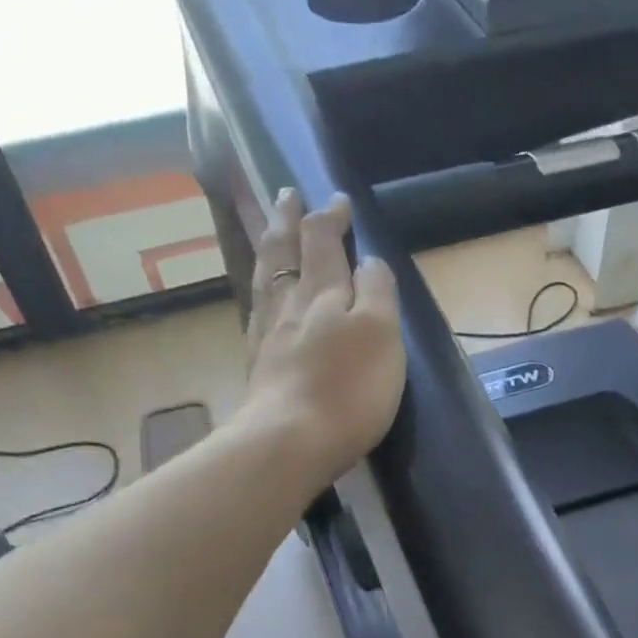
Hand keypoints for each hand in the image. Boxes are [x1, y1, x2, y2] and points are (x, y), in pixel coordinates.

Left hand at [240, 188, 405, 486]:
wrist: (290, 441)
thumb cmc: (347, 390)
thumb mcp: (381, 333)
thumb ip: (377, 291)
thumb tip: (367, 261)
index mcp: (324, 292)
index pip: (323, 241)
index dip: (330, 217)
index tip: (338, 201)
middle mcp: (290, 305)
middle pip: (284, 252)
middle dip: (289, 220)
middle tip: (287, 195)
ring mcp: (268, 336)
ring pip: (266, 279)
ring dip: (269, 249)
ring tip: (270, 231)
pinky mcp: (258, 368)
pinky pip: (257, 314)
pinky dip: (261, 293)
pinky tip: (263, 298)